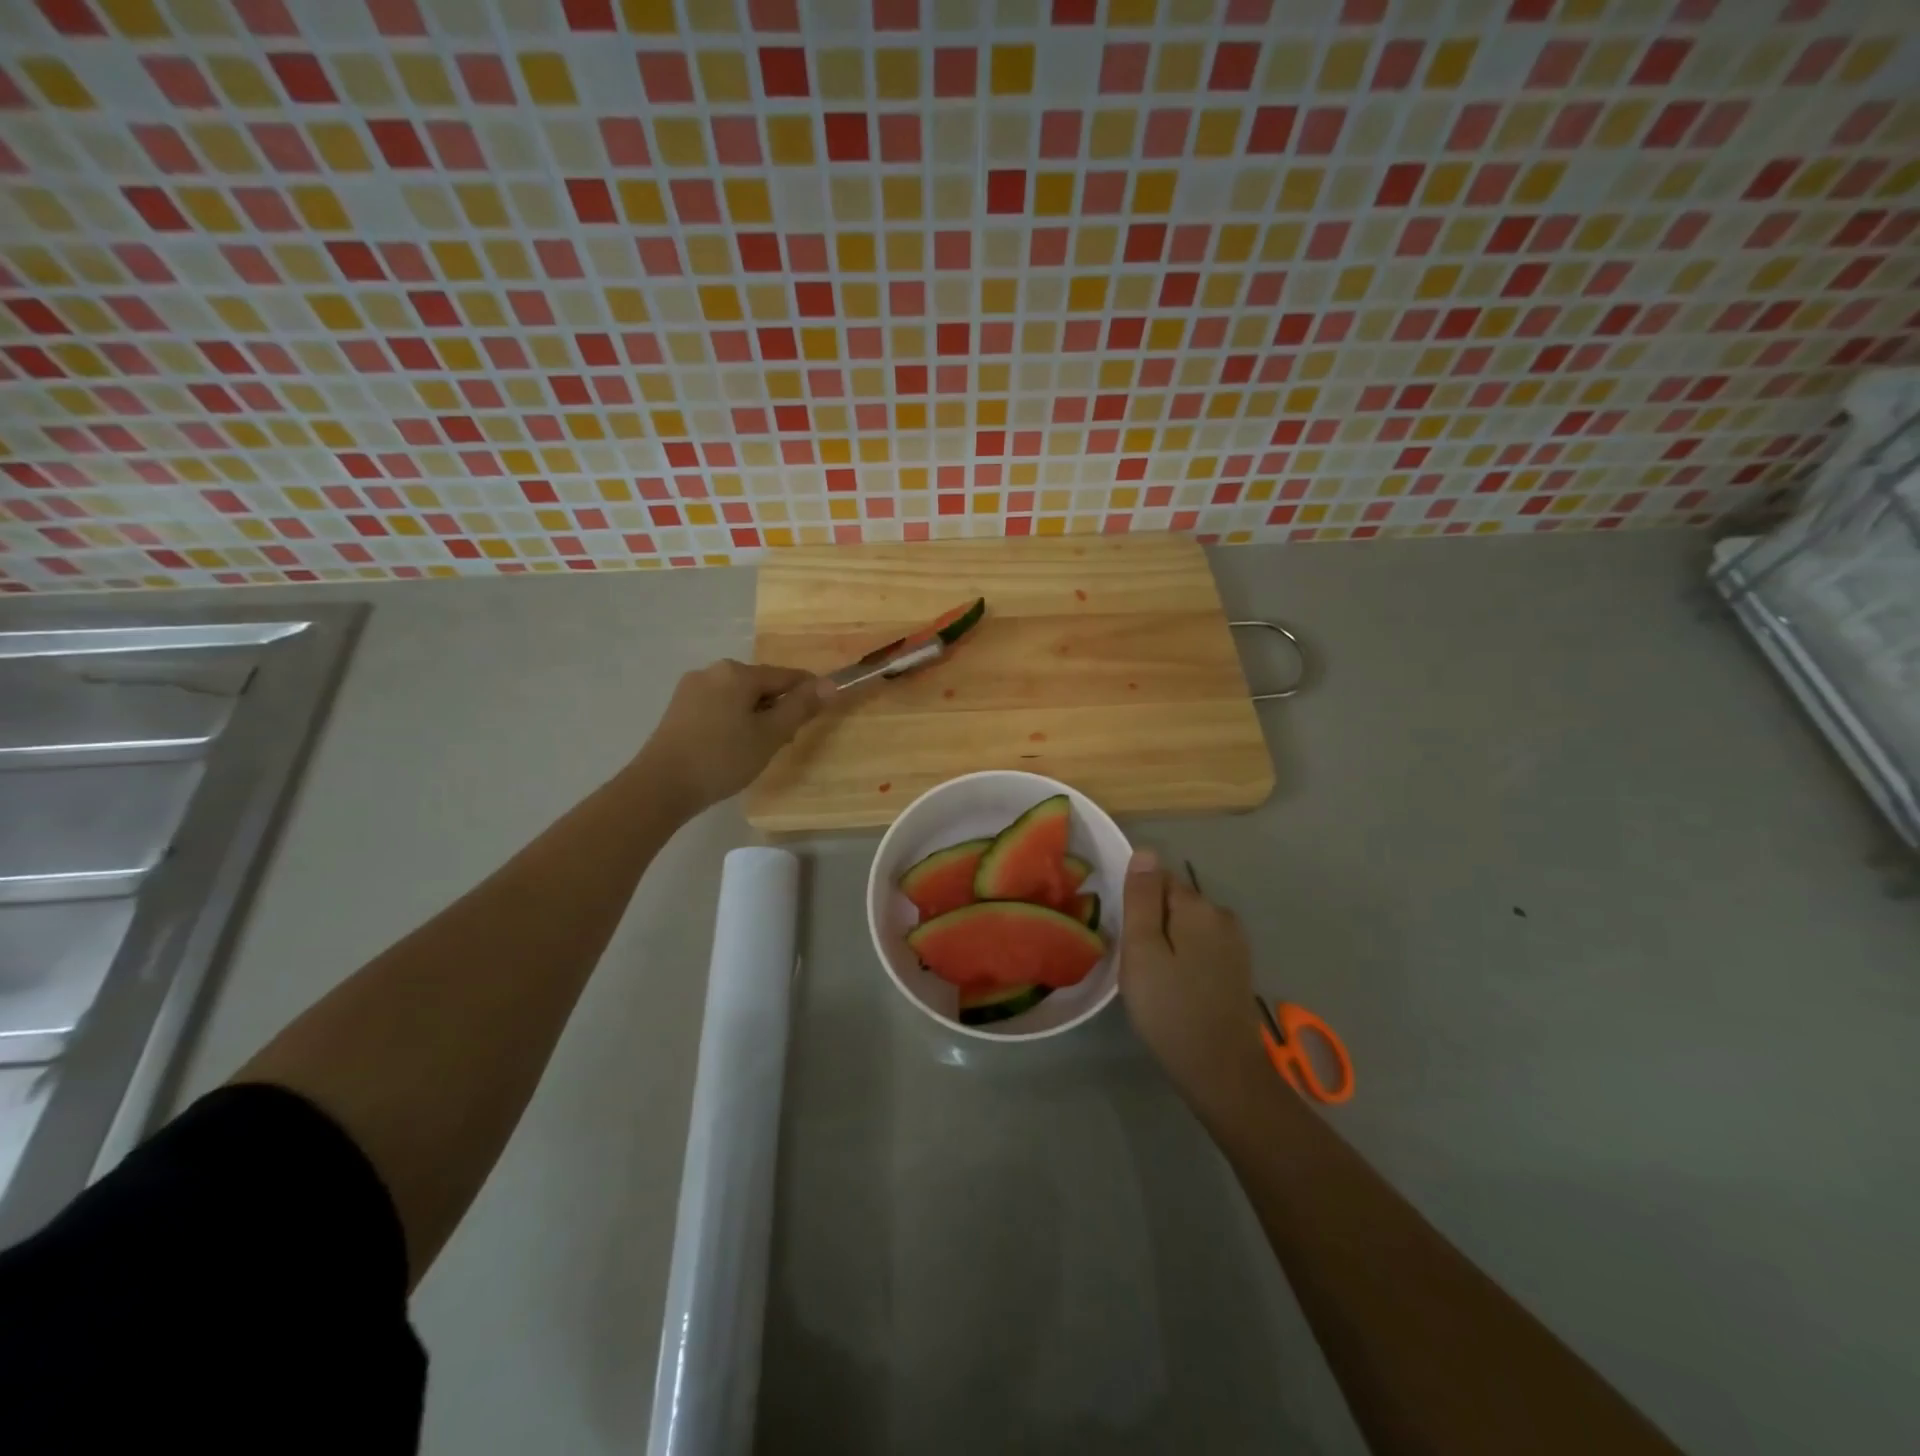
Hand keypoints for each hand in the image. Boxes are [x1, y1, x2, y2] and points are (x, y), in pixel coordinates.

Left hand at [631, 659, 832, 815]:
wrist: (660, 786)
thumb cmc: (722, 758)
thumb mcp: (770, 735)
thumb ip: (801, 707)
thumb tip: (831, 684)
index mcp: (737, 673)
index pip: (786, 676)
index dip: (809, 693)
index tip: (822, 713)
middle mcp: (713, 671)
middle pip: (761, 685)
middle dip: (778, 708)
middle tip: (784, 742)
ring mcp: (691, 688)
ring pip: (739, 697)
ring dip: (756, 716)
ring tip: (757, 749)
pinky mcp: (679, 708)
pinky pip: (719, 706)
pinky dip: (733, 721)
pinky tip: (731, 747)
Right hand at [1120, 850, 1268, 1104]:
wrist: (1221, 1069)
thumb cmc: (1170, 1008)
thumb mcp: (1142, 950)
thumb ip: (1142, 898)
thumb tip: (1146, 851)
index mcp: (1197, 906)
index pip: (1157, 879)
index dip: (1136, 905)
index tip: (1126, 938)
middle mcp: (1222, 915)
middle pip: (1173, 901)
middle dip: (1152, 923)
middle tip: (1136, 964)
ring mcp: (1234, 943)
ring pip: (1186, 926)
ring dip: (1167, 942)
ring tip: (1153, 979)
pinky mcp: (1237, 968)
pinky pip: (1200, 946)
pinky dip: (1184, 959)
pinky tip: (1175, 988)